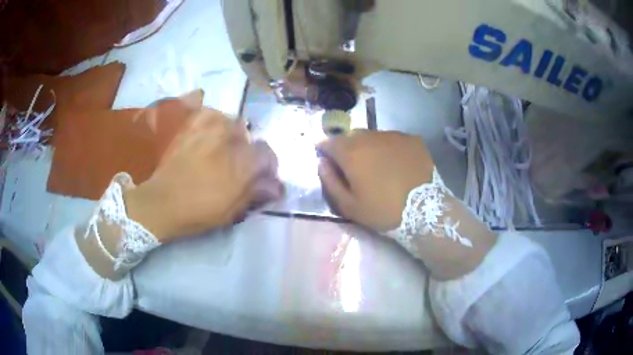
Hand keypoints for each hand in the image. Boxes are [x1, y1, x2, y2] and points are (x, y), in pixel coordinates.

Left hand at [124, 109, 282, 241]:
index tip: (262, 174)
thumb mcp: (230, 211)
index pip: (266, 154)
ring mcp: (207, 131)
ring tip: (224, 146)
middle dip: (248, 148)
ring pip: (230, 121)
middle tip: (238, 162)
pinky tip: (210, 131)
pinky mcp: (190, 128)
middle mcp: (227, 142)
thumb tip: (276, 186)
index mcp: (239, 164)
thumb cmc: (197, 212)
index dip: (267, 164)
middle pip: (249, 135)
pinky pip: (208, 114)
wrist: (161, 203)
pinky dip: (213, 119)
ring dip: (232, 133)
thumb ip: (254, 193)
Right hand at [318, 130, 497, 279]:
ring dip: (369, 147)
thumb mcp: (349, 206)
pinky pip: (393, 139)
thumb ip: (330, 181)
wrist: (425, 210)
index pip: (328, 141)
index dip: (324, 148)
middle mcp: (370, 136)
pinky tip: (396, 164)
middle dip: (347, 147)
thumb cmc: (383, 211)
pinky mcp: (412, 139)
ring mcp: (393, 135)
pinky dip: (389, 148)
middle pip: (351, 136)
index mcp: (351, 152)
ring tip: (377, 165)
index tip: (326, 158)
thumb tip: (322, 162)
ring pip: (373, 136)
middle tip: (353, 166)